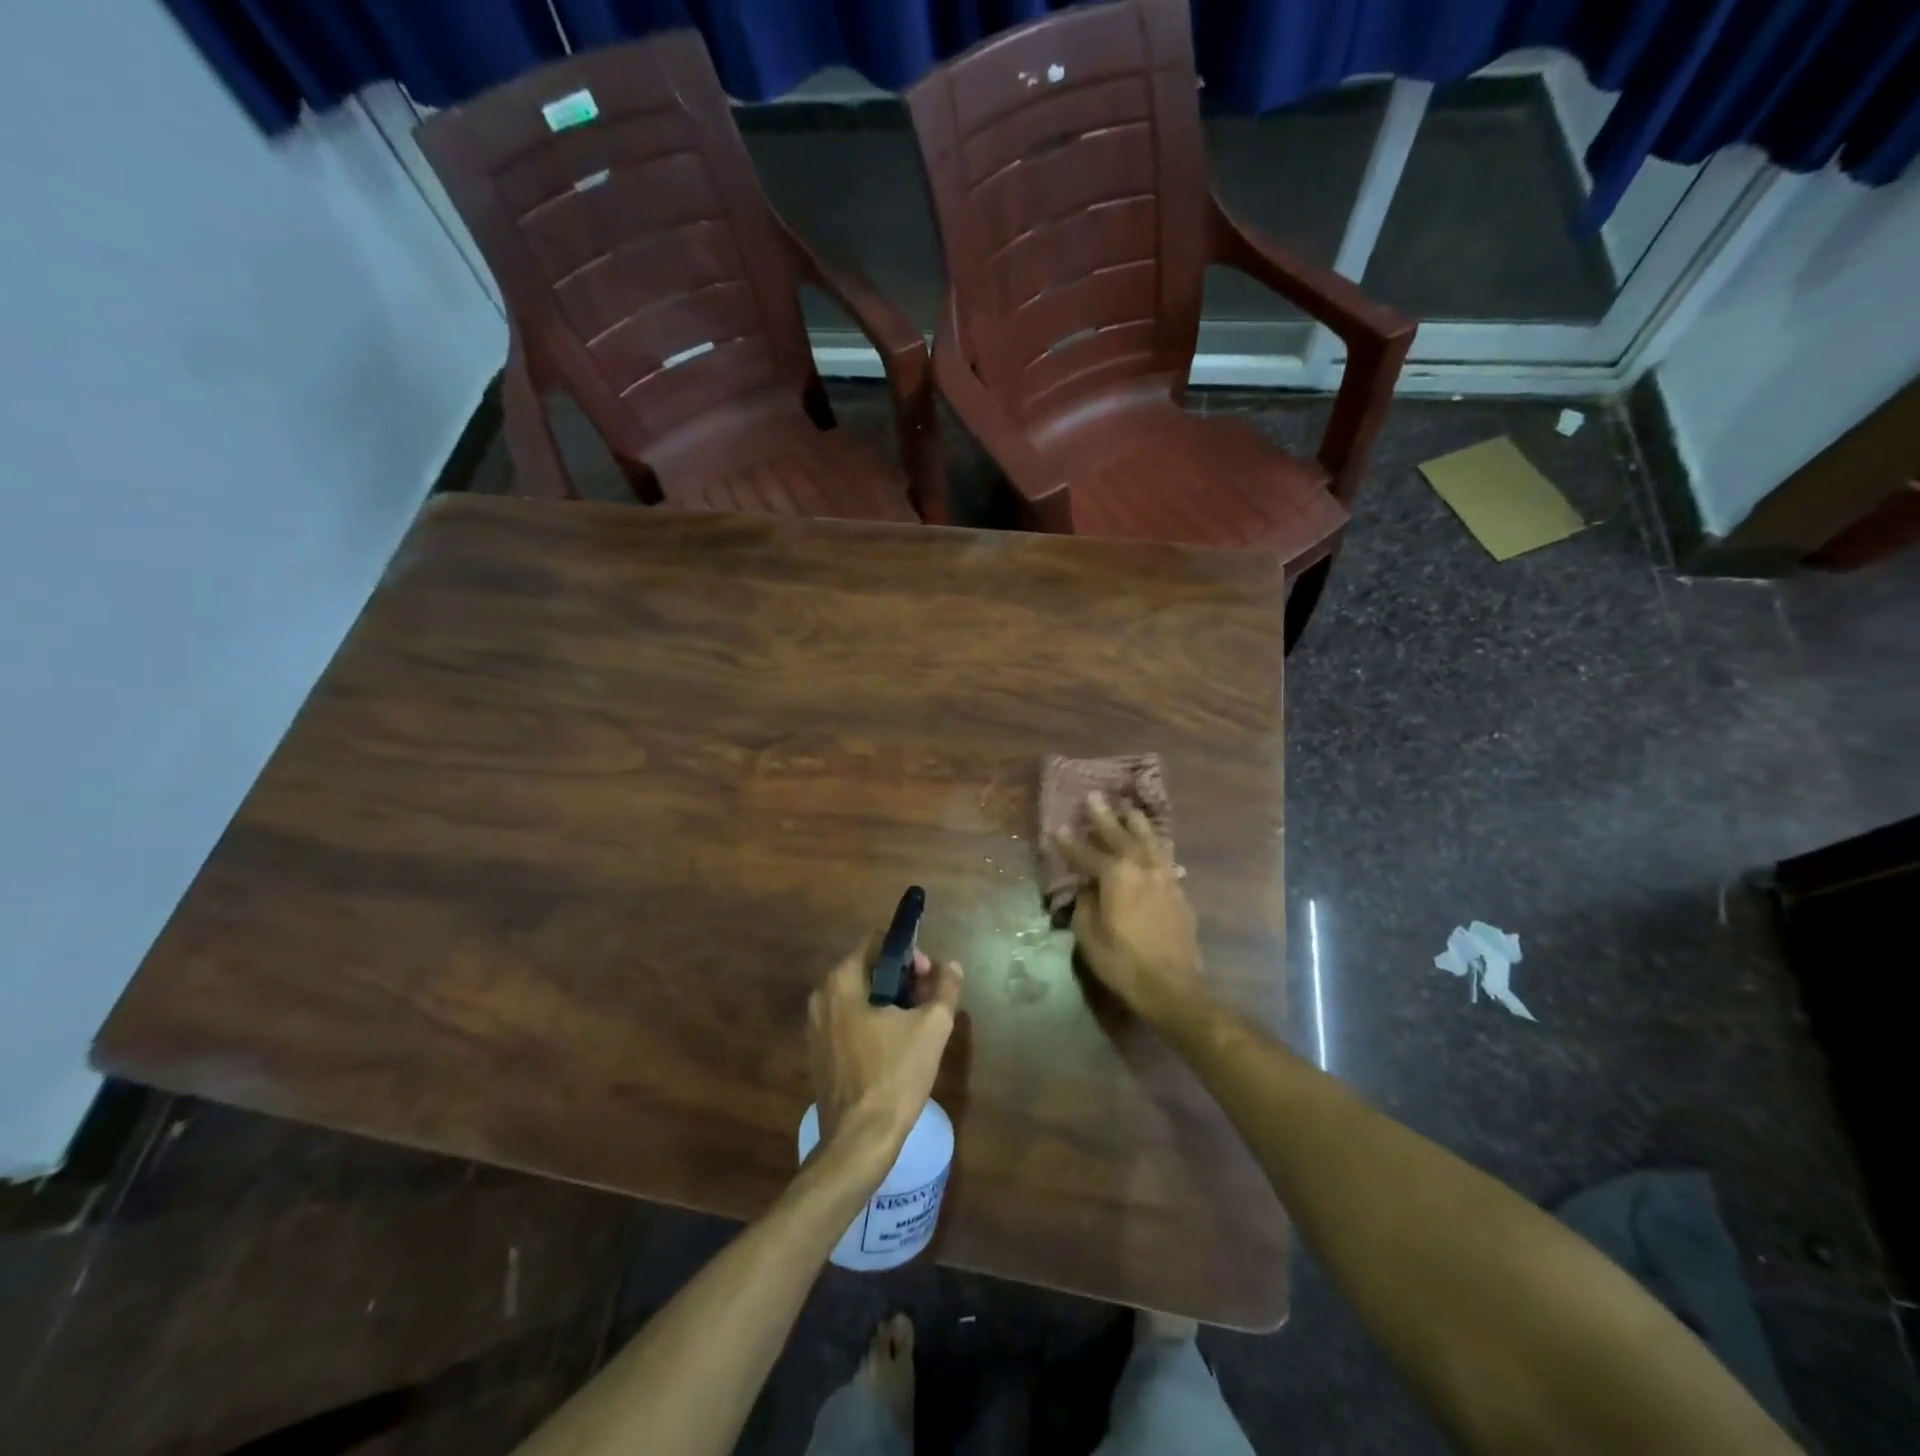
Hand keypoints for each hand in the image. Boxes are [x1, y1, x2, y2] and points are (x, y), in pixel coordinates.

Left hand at [808, 936, 962, 1161]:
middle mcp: (822, 996)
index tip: (929, 979)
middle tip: (928, 1004)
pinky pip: (849, 1021)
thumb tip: (952, 966)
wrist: (859, 1141)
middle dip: (903, 980)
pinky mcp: (819, 1053)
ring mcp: (816, 1026)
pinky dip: (873, 1023)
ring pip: (860, 997)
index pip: (879, 943)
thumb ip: (945, 988)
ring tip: (917, 1027)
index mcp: (842, 980)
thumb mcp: (932, 1027)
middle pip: (870, 969)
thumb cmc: (895, 1076)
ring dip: (890, 1002)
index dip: (910, 954)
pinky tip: (895, 1048)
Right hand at [1054, 793, 1201, 1026]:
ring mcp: (1165, 878)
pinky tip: (1155, 847)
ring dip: (1137, 824)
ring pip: (1150, 842)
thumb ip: (1085, 906)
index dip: (1070, 843)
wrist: (1172, 987)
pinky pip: (1165, 859)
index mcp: (1116, 876)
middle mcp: (1142, 868)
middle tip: (1094, 797)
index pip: (1087, 854)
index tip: (1057, 827)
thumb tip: (1089, 890)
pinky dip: (1156, 848)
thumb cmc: (1122, 962)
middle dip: (1104, 817)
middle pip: (1121, 836)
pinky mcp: (1179, 892)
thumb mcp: (1089, 936)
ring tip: (1129, 809)